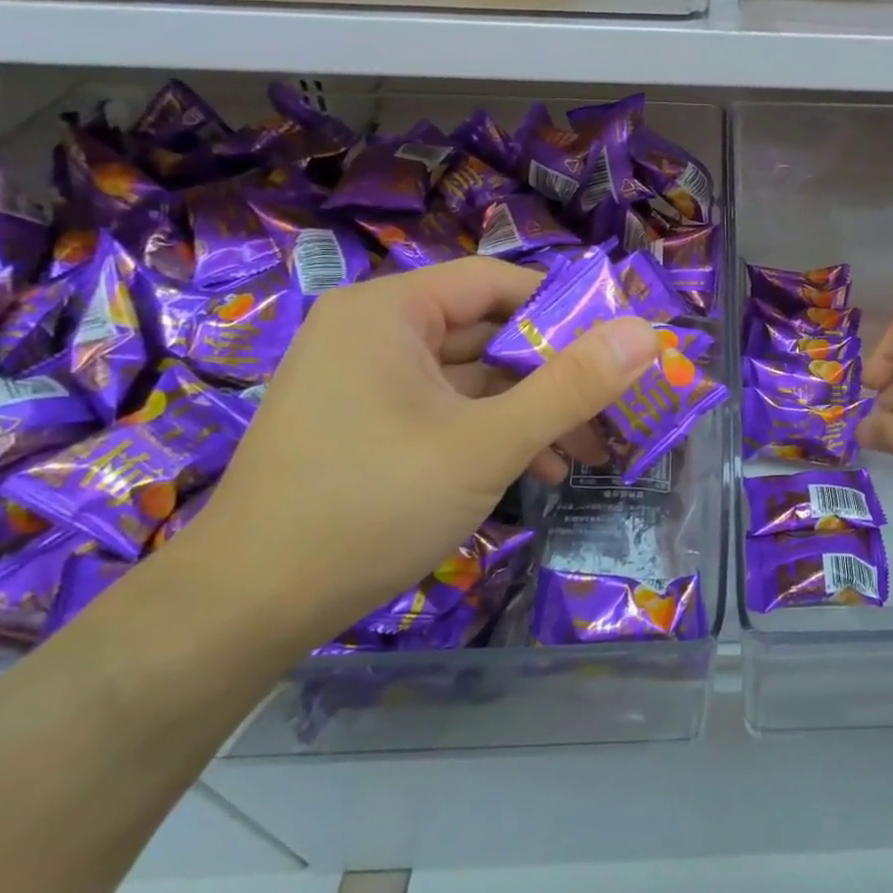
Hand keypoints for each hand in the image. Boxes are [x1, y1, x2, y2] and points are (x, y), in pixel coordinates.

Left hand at [181, 258, 659, 639]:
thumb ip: (572, 386)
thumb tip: (647, 334)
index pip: (498, 283)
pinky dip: (496, 434)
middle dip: (558, 375)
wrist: (245, 610)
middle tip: (617, 408)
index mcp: (389, 312)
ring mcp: (367, 384)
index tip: (622, 349)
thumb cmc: (371, 506)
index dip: (567, 310)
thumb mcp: (487, 444)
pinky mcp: (368, 428)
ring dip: (534, 411)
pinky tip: (540, 472)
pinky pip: (449, 412)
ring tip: (590, 452)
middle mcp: (374, 334)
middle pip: (490, 332)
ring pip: (474, 379)